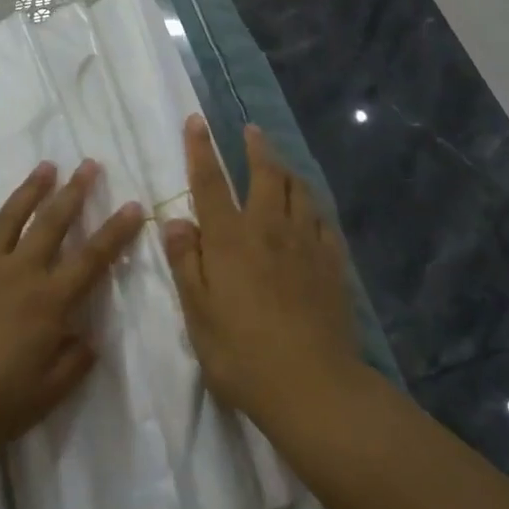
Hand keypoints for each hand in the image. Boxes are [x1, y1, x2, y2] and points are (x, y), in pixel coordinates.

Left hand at [0, 160, 145, 472]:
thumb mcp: (40, 401)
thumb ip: (71, 366)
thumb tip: (92, 337)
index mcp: (47, 303)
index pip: (91, 260)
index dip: (116, 233)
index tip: (134, 206)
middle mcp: (18, 274)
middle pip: (52, 224)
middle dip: (74, 192)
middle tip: (89, 164)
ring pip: (10, 218)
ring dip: (30, 190)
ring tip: (46, 167)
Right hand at [164, 117, 360, 427]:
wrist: (314, 387)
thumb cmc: (243, 354)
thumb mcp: (198, 314)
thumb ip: (186, 263)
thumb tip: (175, 221)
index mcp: (230, 238)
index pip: (211, 182)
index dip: (201, 149)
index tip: (197, 120)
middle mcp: (269, 228)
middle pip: (264, 174)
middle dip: (255, 147)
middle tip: (251, 131)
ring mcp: (306, 244)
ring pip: (298, 191)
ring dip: (286, 170)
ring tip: (280, 164)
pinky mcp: (333, 264)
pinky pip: (323, 221)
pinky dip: (313, 207)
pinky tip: (311, 212)